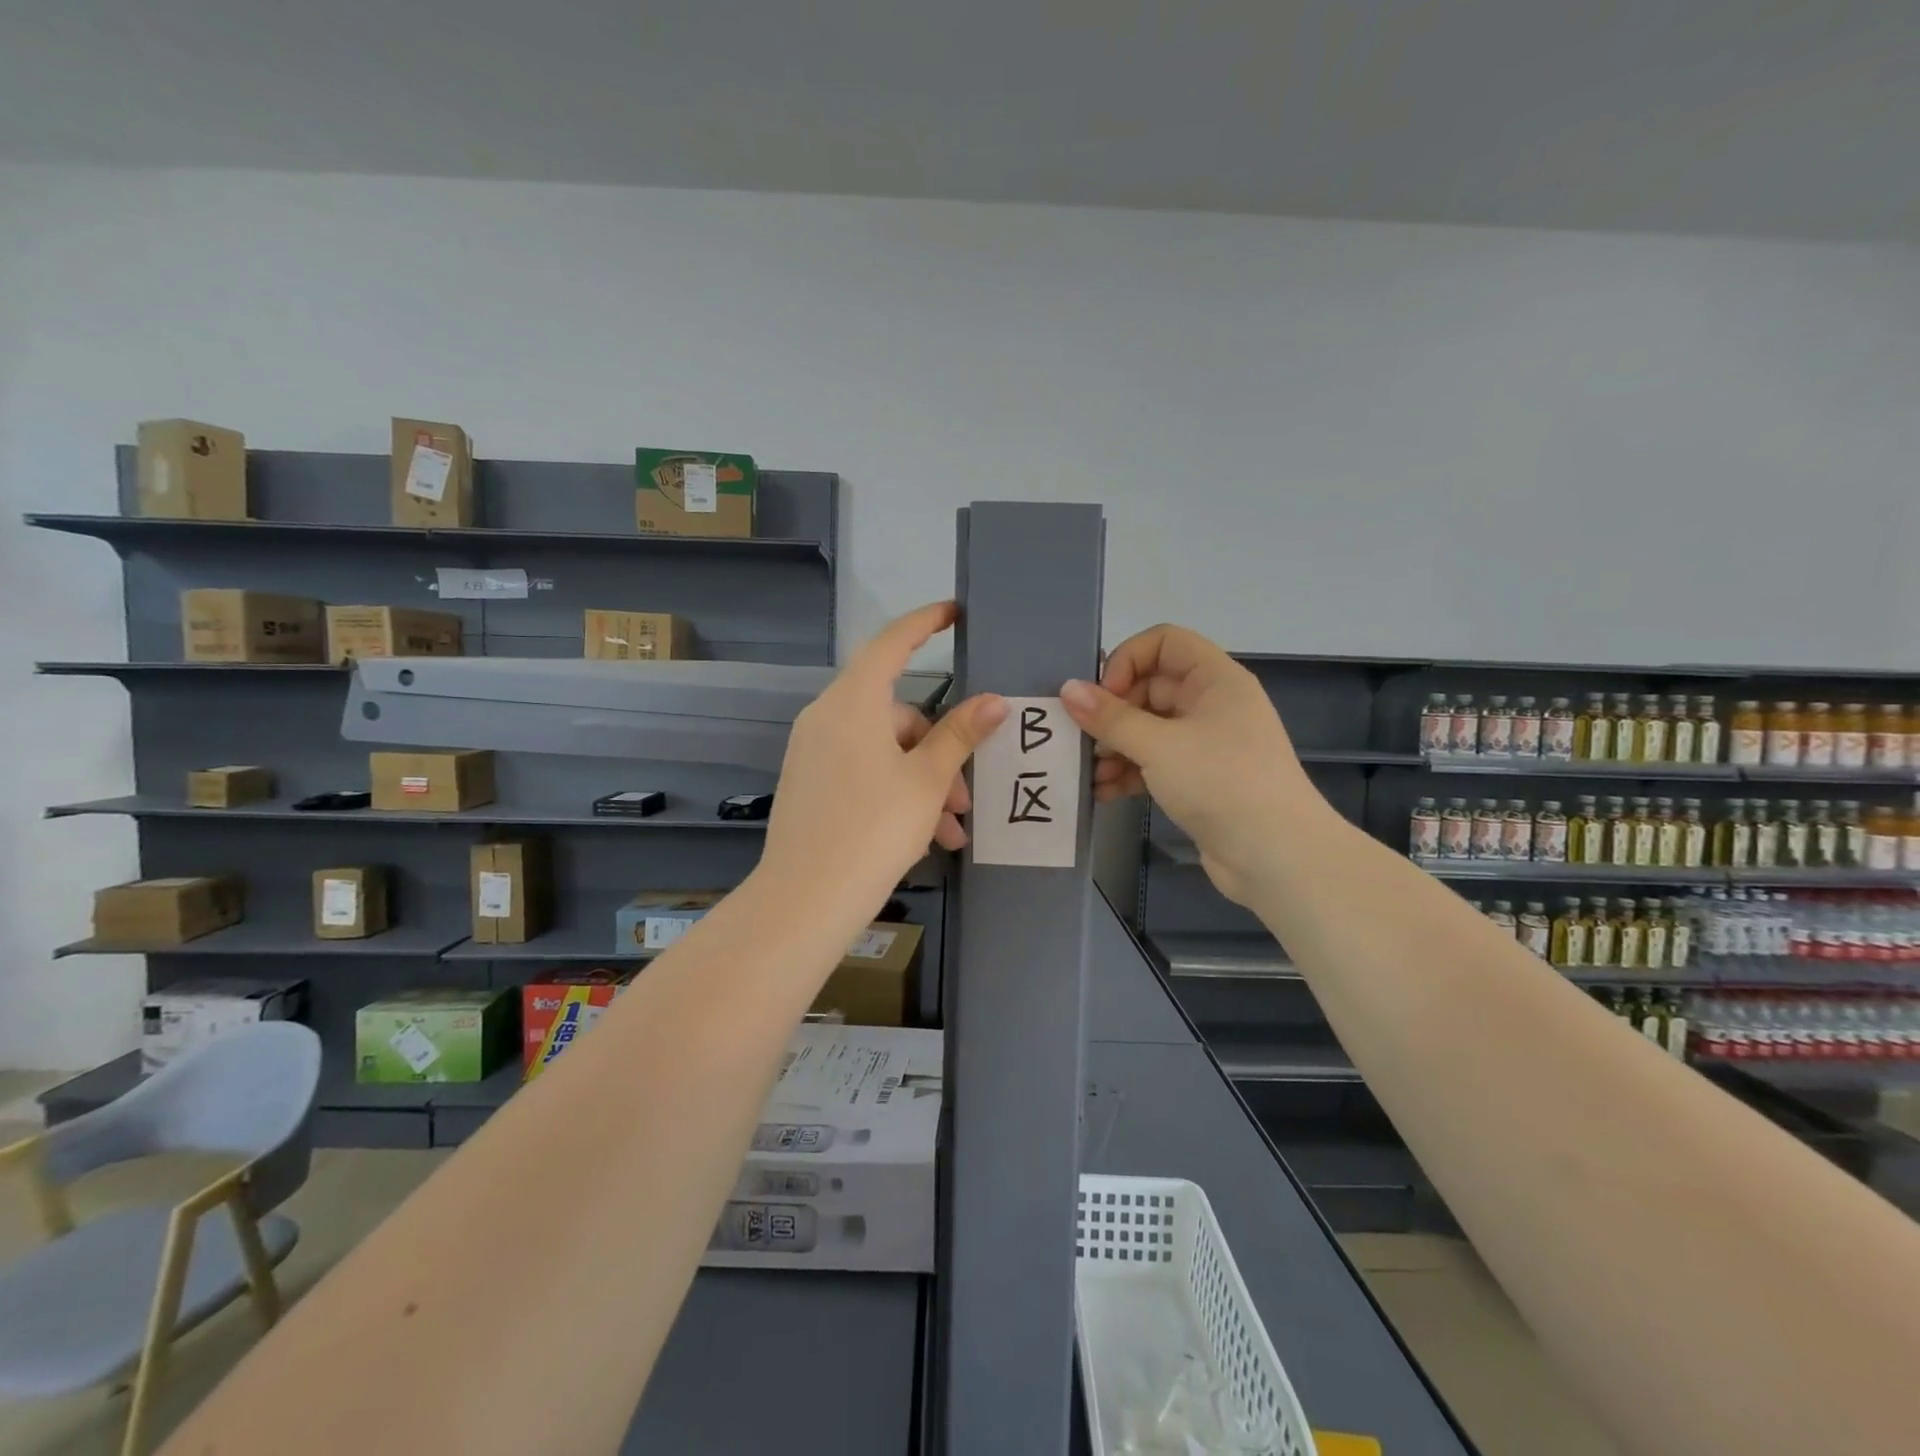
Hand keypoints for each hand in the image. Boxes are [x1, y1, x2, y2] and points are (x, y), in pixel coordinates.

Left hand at [759, 602, 1007, 916]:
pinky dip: (896, 793)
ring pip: (884, 750)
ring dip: (923, 782)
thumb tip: (995, 700)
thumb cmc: (874, 828)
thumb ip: (960, 735)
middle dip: (939, 750)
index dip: (925, 622)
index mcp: (853, 702)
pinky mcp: (810, 783)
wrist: (805, 899)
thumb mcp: (927, 781)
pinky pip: (863, 771)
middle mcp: (827, 717)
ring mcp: (814, 751)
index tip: (954, 613)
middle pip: (896, 713)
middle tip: (966, 795)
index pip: (891, 643)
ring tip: (952, 830)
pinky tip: (925, 837)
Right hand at [1059, 625, 1323, 905]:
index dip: (1128, 660)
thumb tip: (1068, 689)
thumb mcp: (1159, 745)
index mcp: (1215, 680)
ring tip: (1090, 772)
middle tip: (1085, 739)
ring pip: (1148, 729)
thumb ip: (1110, 717)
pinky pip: (1155, 762)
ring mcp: (1206, 744)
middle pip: (1150, 688)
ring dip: (1116, 747)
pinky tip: (1103, 792)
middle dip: (1113, 712)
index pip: (1164, 643)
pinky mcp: (1199, 779)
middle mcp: (1212, 704)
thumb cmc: (1221, 782)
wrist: (1276, 857)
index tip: (1104, 695)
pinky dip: (1129, 772)